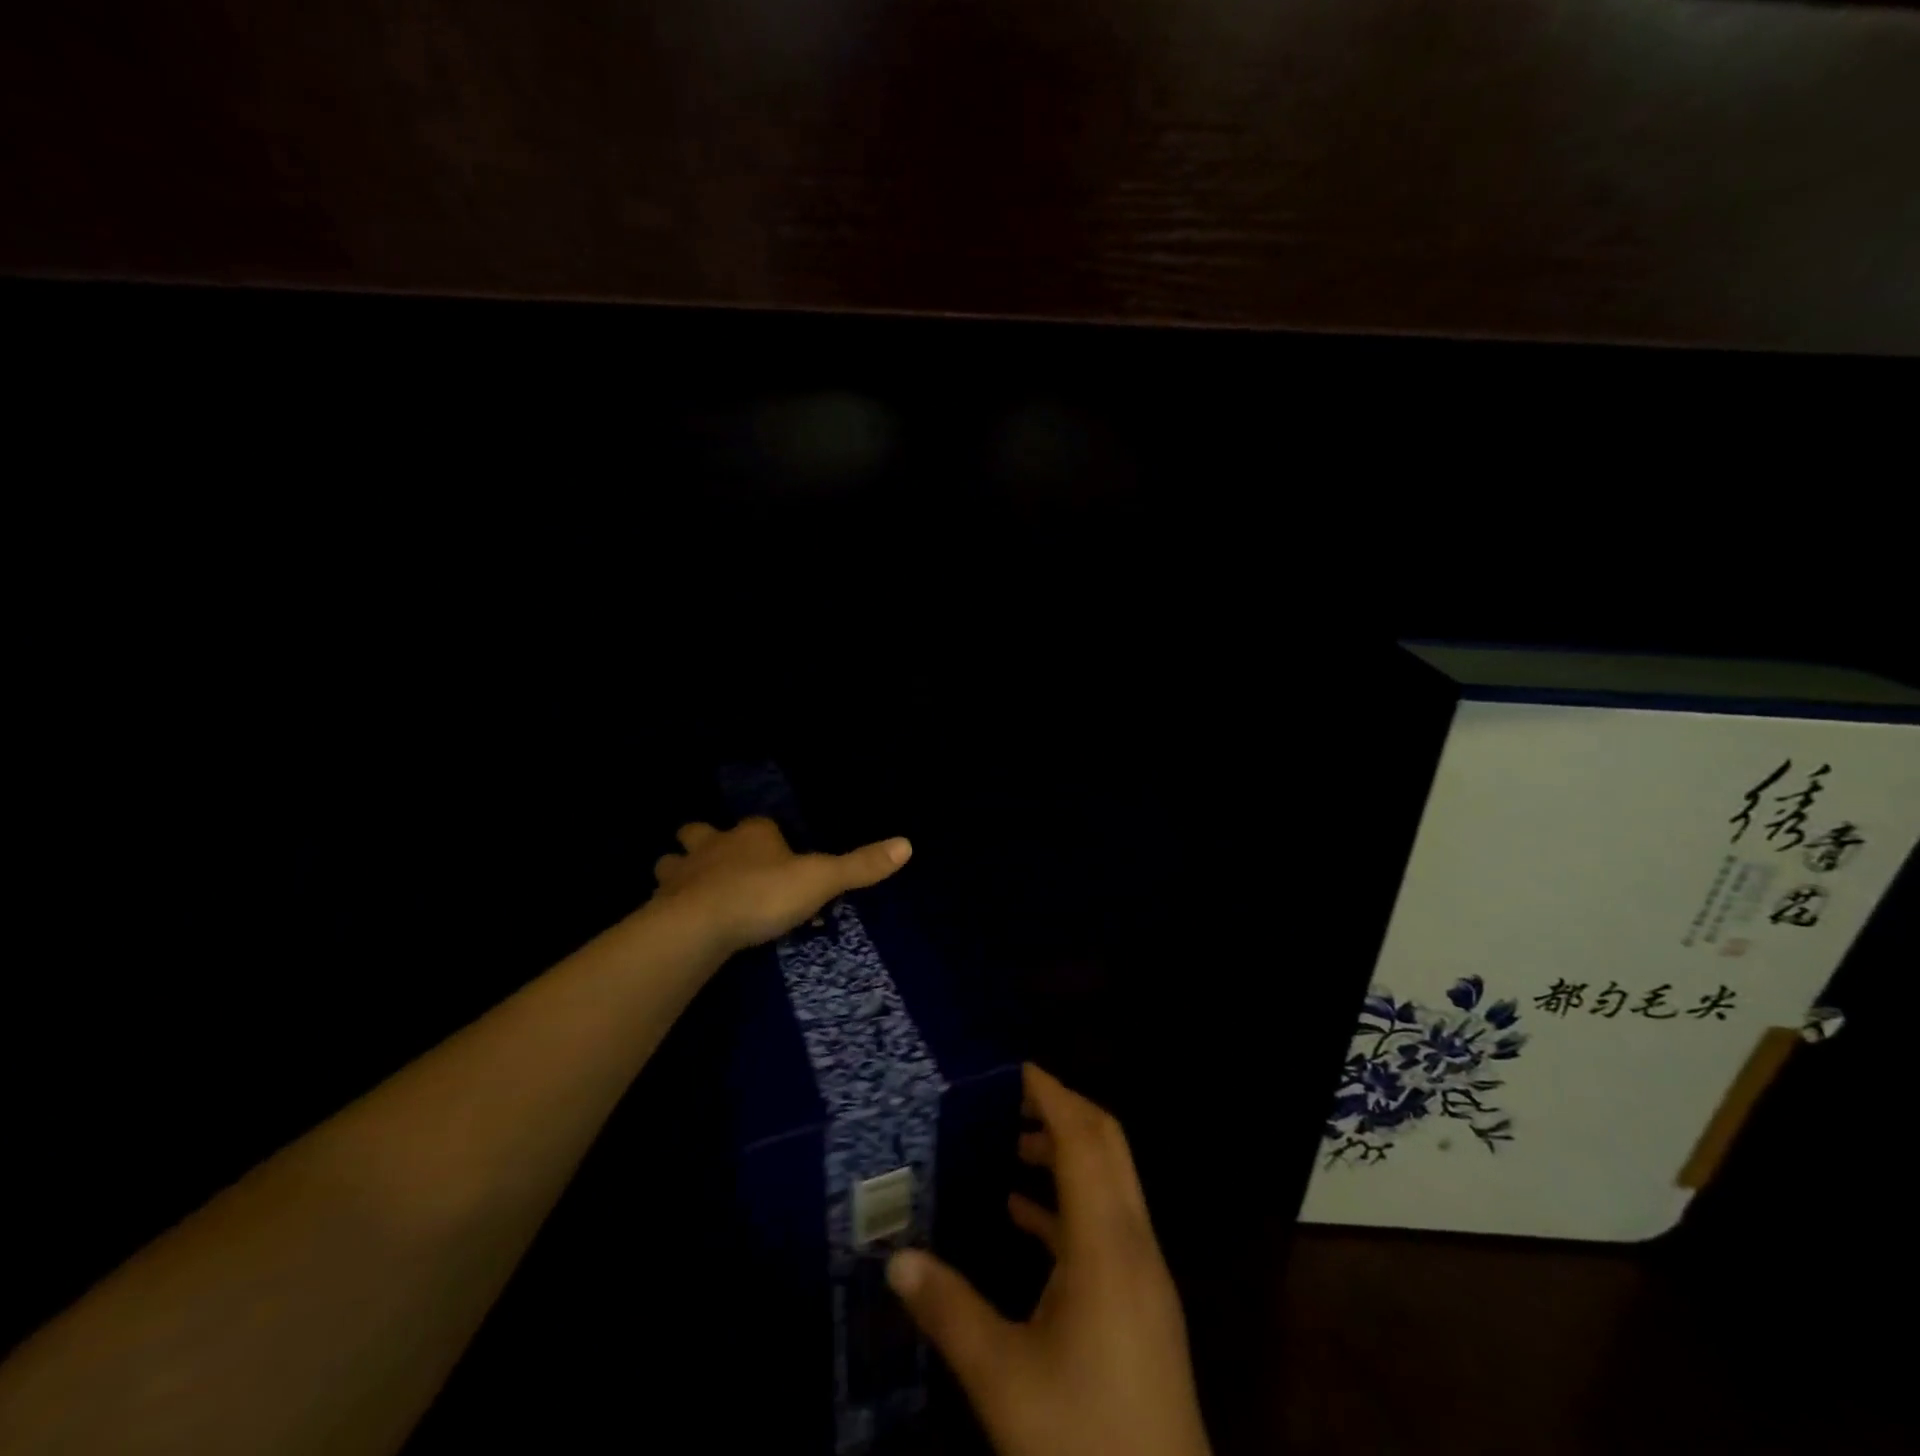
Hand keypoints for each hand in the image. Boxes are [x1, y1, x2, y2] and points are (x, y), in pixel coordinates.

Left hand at [650, 817, 911, 955]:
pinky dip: (667, 905)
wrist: (698, 926)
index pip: (762, 826)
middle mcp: (712, 845)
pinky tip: (676, 921)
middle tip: (718, 863)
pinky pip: (660, 899)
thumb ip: (860, 865)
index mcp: (752, 835)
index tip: (781, 860)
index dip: (769, 838)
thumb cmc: (763, 895)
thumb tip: (907, 844)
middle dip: (704, 841)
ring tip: (690, 889)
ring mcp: (680, 874)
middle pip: (700, 832)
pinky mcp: (659, 905)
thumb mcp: (821, 880)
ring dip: (678, 870)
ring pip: (671, 861)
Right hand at [886, 1065, 1210, 1455]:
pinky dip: (1070, 1203)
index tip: (1017, 1067)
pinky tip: (1024, 1215)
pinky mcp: (1142, 1303)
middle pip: (1107, 1146)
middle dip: (1064, 1111)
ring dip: (1067, 1155)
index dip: (1053, 1096)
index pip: (1083, 1139)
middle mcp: (1133, 1242)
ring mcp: (1144, 1273)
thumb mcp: (1004, 1379)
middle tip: (1011, 1095)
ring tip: (1012, 1146)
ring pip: (1110, 1182)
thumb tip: (896, 1258)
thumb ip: (949, 1311)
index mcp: (1106, 1243)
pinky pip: (1107, 1225)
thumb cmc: (1084, 1437)